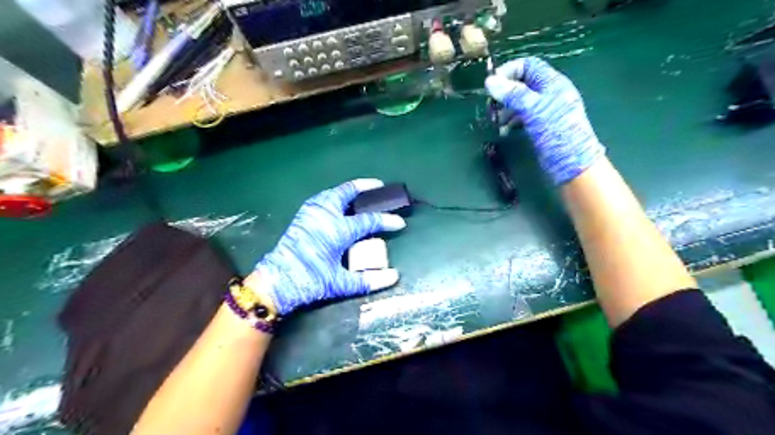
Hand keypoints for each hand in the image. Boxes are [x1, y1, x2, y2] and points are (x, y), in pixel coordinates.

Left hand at [254, 178, 405, 313]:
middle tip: (379, 186)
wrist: (276, 282)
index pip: (368, 221)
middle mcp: (325, 215)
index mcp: (337, 230)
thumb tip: (394, 277)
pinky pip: (322, 198)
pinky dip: (334, 196)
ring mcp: (311, 213)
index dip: (386, 221)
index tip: (400, 223)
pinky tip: (338, 203)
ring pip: (332, 192)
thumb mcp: (340, 284)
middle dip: (365, 186)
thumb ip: (368, 280)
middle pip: (347, 192)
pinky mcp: (302, 216)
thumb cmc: (309, 281)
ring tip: (360, 193)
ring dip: (348, 190)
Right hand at [483, 57, 604, 185]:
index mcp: (552, 83)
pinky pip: (522, 117)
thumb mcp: (533, 110)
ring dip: (505, 109)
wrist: (572, 164)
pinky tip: (505, 130)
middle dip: (505, 92)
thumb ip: (512, 94)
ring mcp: (545, 111)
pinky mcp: (540, 126)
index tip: (492, 84)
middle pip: (522, 84)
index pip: (528, 66)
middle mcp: (548, 94)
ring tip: (497, 121)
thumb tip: (489, 81)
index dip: (509, 71)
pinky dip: (511, 121)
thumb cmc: (556, 132)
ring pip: (520, 102)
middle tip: (491, 106)